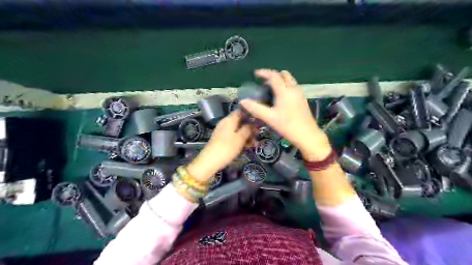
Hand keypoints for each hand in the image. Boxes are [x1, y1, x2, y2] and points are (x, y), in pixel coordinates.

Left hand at [186, 110, 252, 183]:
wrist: (210, 161)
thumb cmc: (227, 148)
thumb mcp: (240, 138)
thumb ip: (247, 129)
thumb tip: (252, 124)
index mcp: (229, 120)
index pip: (241, 112)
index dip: (250, 115)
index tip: (258, 121)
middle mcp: (225, 123)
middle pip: (240, 122)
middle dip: (249, 128)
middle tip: (258, 136)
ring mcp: (223, 132)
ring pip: (237, 130)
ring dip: (246, 136)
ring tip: (255, 144)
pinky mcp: (221, 140)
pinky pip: (233, 137)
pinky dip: (240, 140)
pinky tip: (247, 147)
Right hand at [241, 69, 328, 161]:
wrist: (308, 135)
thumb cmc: (288, 126)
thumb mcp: (270, 118)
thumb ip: (256, 109)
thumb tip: (243, 101)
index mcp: (285, 91)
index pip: (274, 76)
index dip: (264, 73)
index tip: (255, 74)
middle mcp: (293, 89)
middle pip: (284, 75)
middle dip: (273, 75)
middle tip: (263, 82)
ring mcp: (300, 94)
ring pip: (290, 80)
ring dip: (280, 80)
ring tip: (270, 88)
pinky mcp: (302, 99)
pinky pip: (293, 87)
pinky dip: (285, 86)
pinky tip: (280, 97)